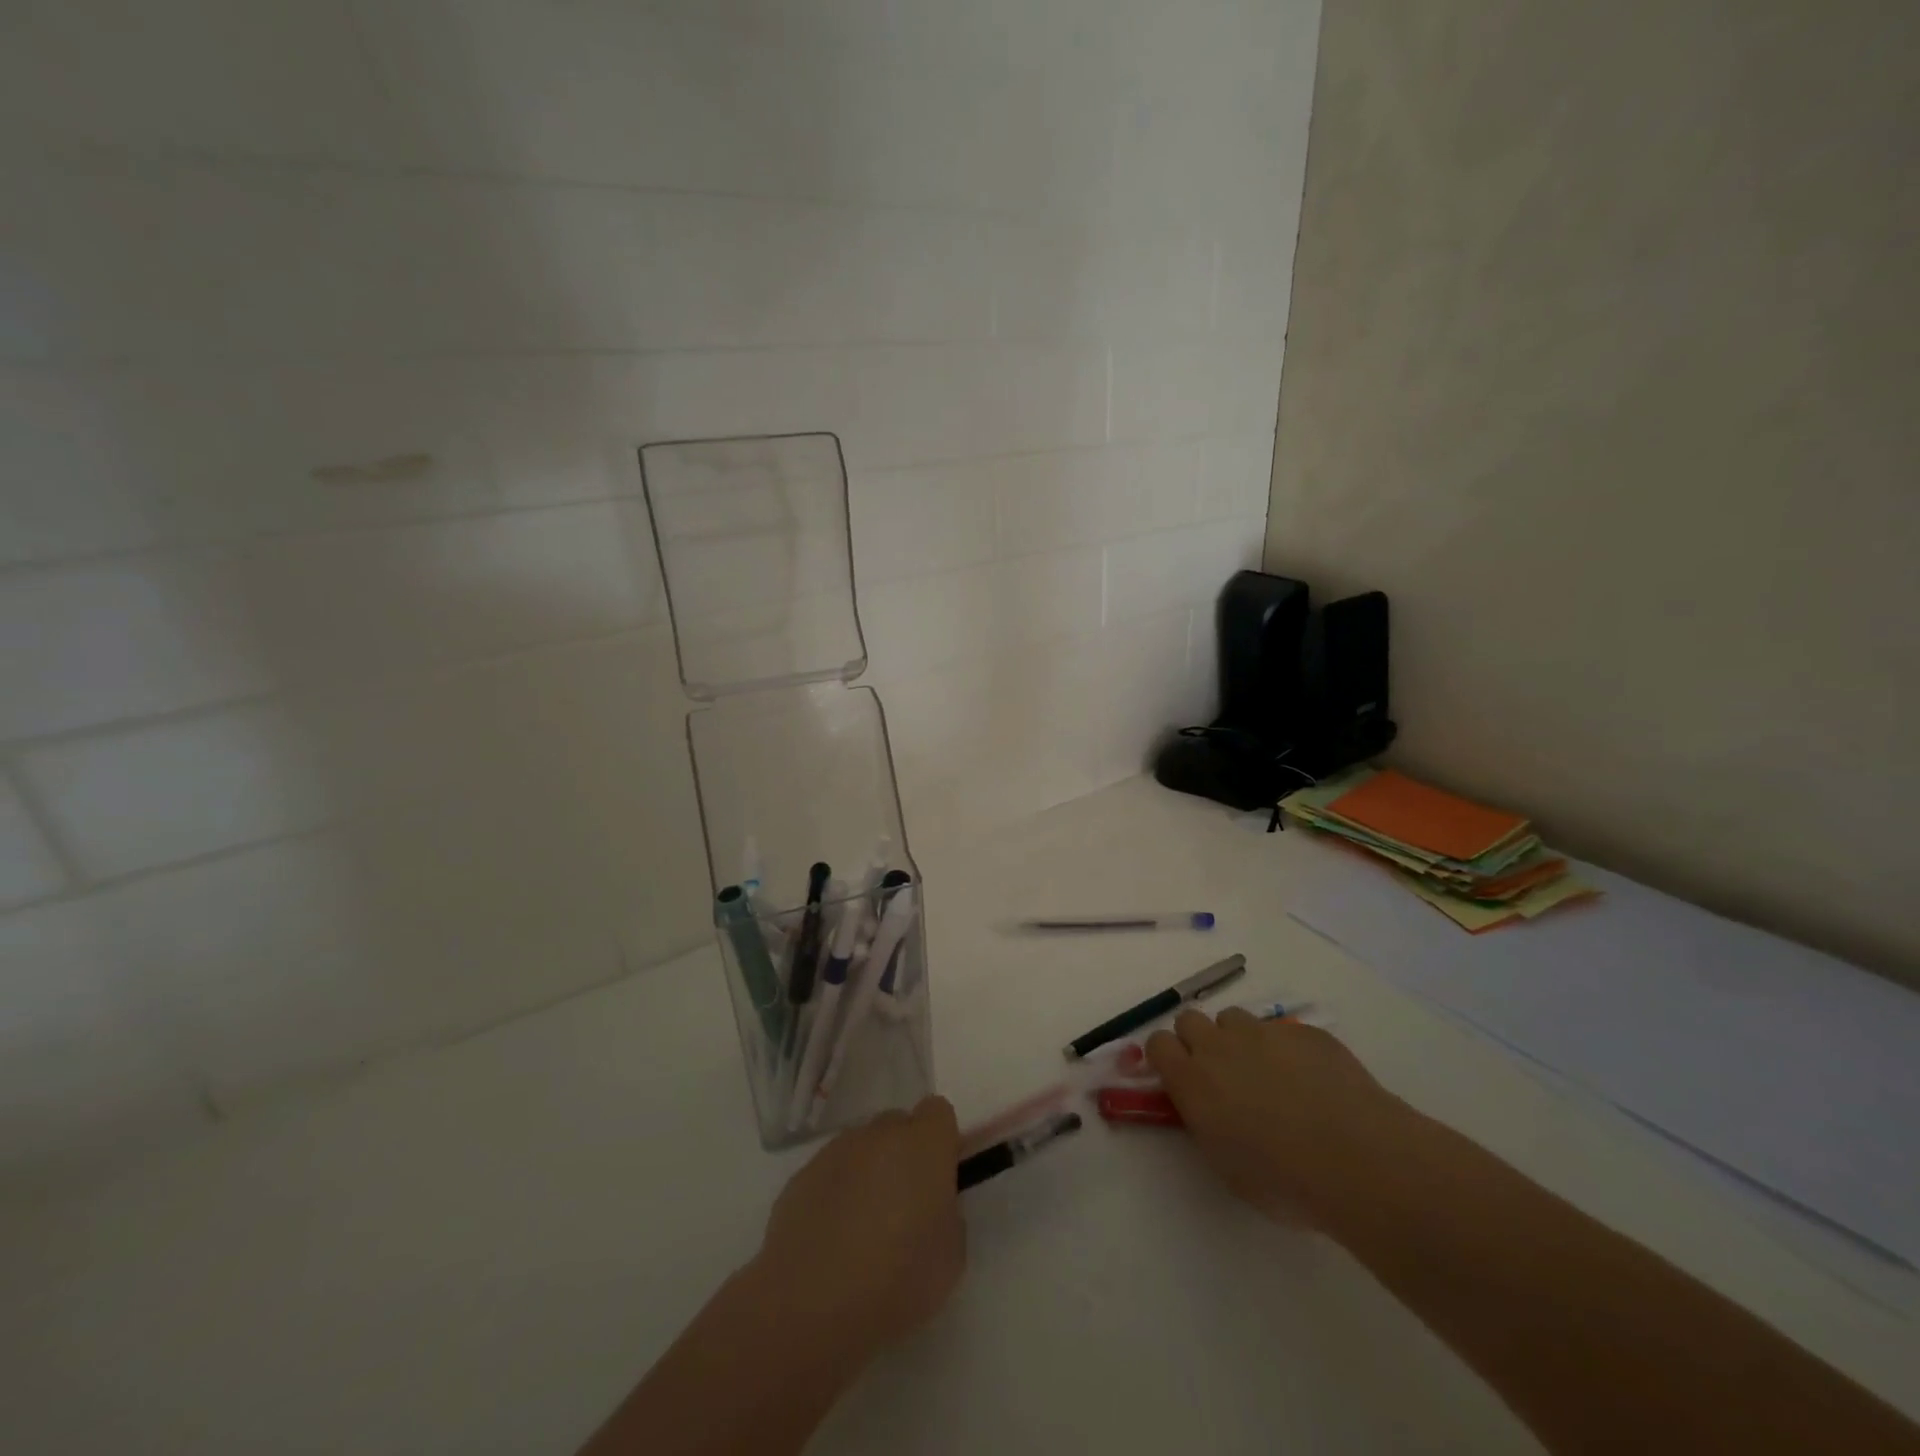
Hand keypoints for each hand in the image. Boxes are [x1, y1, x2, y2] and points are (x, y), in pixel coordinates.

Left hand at [749, 1096, 965, 1370]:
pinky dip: (835, 1194)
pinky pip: (830, 1173)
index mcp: (922, 1145)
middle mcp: (878, 1135)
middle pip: (897, 1126)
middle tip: (904, 1206)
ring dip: (868, 1172)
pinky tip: (830, 1240)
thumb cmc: (897, 1282)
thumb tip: (932, 1201)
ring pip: (861, 1148)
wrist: (811, 1308)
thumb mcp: (951, 1256)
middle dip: (904, 1154)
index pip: (938, 1112)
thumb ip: (948, 1211)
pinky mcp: (800, 1177)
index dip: (941, 1141)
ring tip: (862, 1228)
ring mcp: (835, 1152)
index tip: (940, 1177)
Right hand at [1145, 1009, 1404, 1223]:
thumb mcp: (1226, 1165)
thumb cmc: (1285, 1180)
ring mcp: (1262, 1032)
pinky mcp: (1303, 1031)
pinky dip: (1285, 1049)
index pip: (1157, 1044)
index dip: (1167, 1058)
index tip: (1181, 1078)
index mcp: (1192, 1080)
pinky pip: (1281, 1030)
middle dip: (1198, 1041)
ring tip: (1268, 1075)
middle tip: (1222, 1075)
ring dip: (1239, 1040)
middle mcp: (1219, 1045)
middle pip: (1189, 1020)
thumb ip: (1205, 1123)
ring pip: (1233, 1018)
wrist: (1359, 1161)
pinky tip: (1312, 1082)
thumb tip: (1206, 1107)